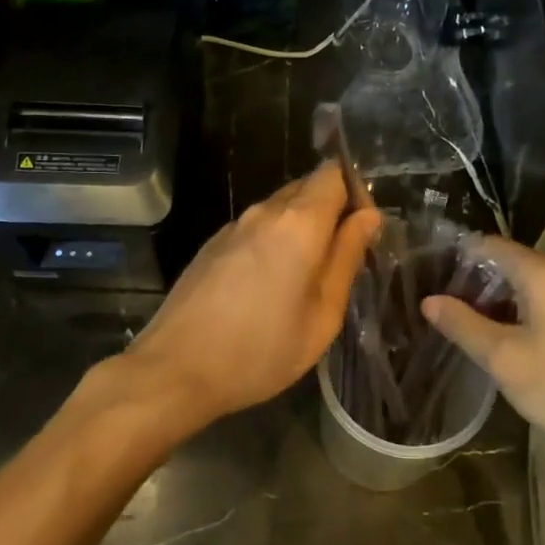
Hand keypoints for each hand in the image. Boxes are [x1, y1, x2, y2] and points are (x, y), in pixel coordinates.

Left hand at [120, 163, 380, 430]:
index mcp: (298, 222)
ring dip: (302, 228)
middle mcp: (264, 211)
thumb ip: (347, 258)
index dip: (356, 193)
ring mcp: (233, 226)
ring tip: (306, 277)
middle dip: (331, 211)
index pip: (334, 173)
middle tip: (341, 258)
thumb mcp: (322, 315)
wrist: (176, 370)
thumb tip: (368, 217)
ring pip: (281, 208)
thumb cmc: (261, 350)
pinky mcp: (213, 244)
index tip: (363, 231)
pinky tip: (269, 285)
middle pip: (307, 187)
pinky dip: (274, 242)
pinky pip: (257, 228)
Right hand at [421, 236, 544, 478]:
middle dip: (478, 284)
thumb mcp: (504, 360)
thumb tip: (429, 301)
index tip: (432, 281)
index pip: (490, 246)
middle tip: (447, 313)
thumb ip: (463, 325)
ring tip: (473, 330)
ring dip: (503, 301)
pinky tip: (513, 342)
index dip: (459, 259)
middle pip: (512, 263)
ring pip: (534, 284)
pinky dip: (528, 312)